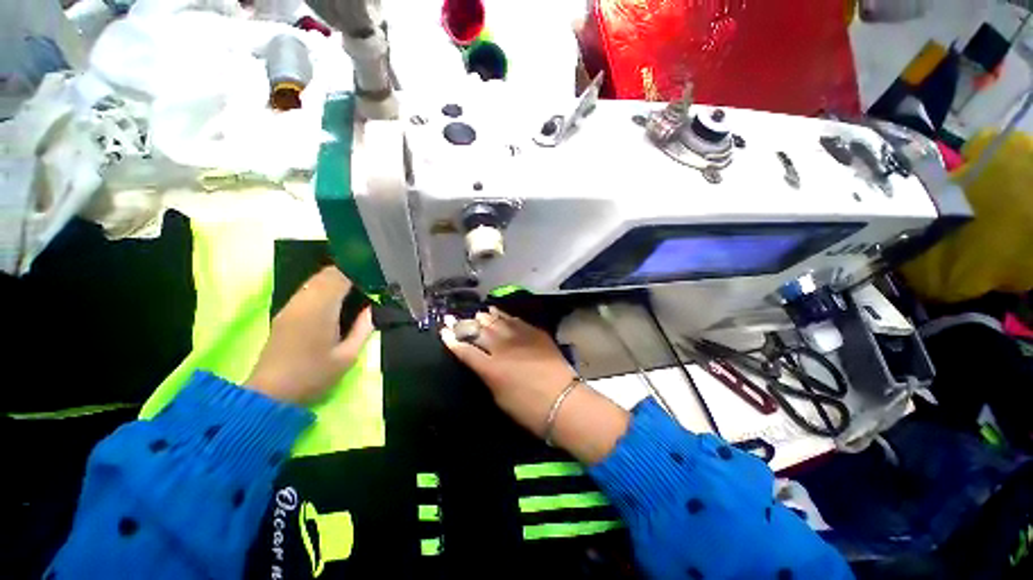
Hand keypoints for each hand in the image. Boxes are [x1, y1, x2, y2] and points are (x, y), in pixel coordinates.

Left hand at [246, 267, 373, 405]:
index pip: (339, 277)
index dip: (358, 271)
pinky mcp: (284, 314)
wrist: (271, 394)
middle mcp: (303, 302)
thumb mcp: (348, 356)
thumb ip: (363, 328)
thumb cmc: (314, 376)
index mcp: (320, 309)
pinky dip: (323, 287)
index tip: (375, 275)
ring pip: (314, 280)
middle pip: (325, 274)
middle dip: (348, 272)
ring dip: (335, 279)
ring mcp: (291, 307)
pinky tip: (335, 298)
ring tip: (355, 287)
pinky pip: (307, 290)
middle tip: (369, 280)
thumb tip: (370, 308)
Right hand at [441, 308, 575, 433]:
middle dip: (465, 324)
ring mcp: (520, 337)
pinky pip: (515, 320)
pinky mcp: (535, 333)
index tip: (443, 332)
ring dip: (485, 318)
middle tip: (455, 318)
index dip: (452, 341)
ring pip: (497, 321)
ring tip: (478, 314)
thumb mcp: (500, 397)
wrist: (563, 401)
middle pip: (479, 331)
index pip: (465, 351)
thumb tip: (483, 363)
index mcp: (491, 368)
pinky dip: (505, 316)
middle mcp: (502, 348)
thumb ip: (488, 376)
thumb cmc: (529, 409)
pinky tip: (499, 312)